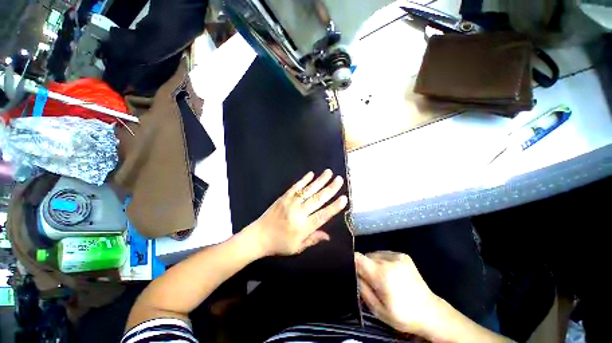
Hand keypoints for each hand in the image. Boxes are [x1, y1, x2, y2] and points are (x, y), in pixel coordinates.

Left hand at [248, 170, 347, 256]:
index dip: (334, 207)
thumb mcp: (297, 247)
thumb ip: (313, 239)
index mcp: (303, 227)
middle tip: (339, 180)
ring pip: (308, 190)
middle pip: (318, 199)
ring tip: (329, 172)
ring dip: (320, 180)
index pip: (323, 215)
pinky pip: (296, 187)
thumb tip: (328, 236)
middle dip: (330, 189)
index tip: (344, 198)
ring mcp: (290, 203)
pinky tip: (311, 174)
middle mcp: (299, 213)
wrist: (258, 236)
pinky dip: (304, 180)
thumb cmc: (279, 244)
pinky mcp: (284, 197)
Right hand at [355, 251, 441, 336]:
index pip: (358, 258)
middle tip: (369, 281)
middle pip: (366, 256)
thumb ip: (362, 288)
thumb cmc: (403, 315)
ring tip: (381, 278)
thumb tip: (354, 273)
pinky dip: (382, 261)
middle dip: (364, 267)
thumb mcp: (378, 309)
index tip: (351, 270)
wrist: (430, 312)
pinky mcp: (403, 255)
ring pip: (374, 254)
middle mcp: (389, 260)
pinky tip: (390, 273)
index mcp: (382, 274)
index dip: (352, 261)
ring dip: (373, 264)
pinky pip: (384, 254)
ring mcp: (397, 256)